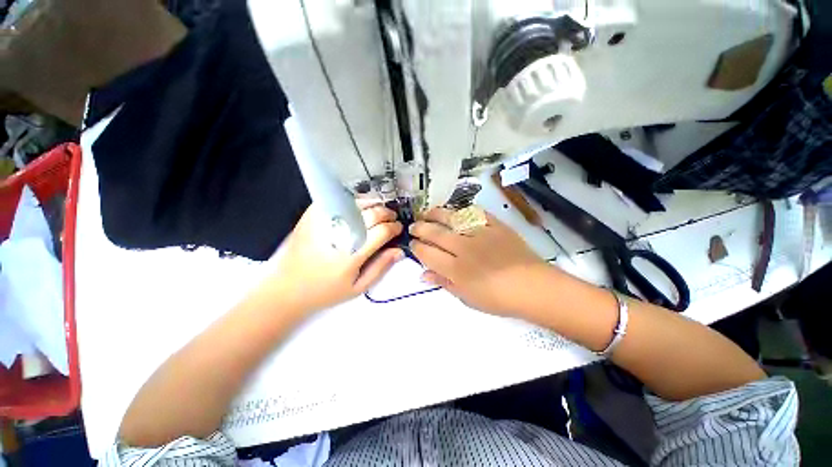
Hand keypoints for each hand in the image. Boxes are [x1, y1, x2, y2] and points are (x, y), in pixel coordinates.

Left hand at [267, 202, 402, 313]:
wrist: (287, 287)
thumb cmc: (326, 291)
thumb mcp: (358, 287)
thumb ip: (381, 267)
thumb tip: (399, 251)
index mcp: (353, 253)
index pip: (382, 231)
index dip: (394, 227)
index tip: (398, 228)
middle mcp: (341, 233)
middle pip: (372, 213)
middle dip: (387, 213)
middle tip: (391, 218)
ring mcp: (325, 221)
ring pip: (358, 203)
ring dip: (373, 204)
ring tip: (379, 211)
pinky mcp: (313, 215)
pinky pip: (339, 200)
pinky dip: (354, 201)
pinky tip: (359, 208)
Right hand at [409, 207, 548, 315]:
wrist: (533, 287)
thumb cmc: (498, 298)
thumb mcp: (467, 298)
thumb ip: (444, 283)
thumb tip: (423, 274)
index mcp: (456, 269)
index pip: (428, 253)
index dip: (416, 247)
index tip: (412, 243)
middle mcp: (464, 248)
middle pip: (435, 233)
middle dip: (420, 228)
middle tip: (414, 226)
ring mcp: (480, 234)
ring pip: (452, 218)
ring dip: (436, 214)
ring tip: (427, 212)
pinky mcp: (495, 225)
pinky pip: (476, 213)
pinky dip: (463, 210)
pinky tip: (455, 211)